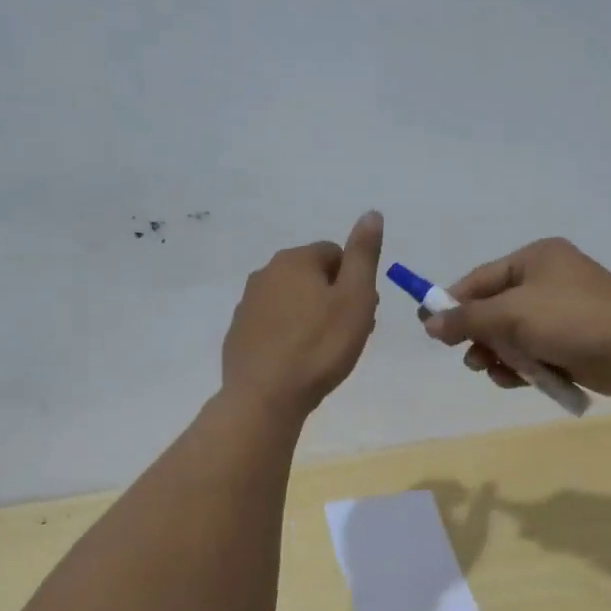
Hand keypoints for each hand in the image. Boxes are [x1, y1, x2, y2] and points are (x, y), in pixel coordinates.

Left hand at [222, 212, 383, 417]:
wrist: (265, 396)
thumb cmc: (320, 346)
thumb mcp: (355, 298)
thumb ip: (364, 255)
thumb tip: (371, 213)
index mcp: (295, 260)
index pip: (336, 254)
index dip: (354, 282)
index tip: (361, 313)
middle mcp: (266, 273)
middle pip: (312, 277)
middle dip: (333, 298)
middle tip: (346, 334)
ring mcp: (247, 304)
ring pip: (292, 301)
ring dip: (311, 317)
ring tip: (324, 351)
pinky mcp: (239, 333)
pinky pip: (273, 324)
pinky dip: (288, 335)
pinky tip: (298, 361)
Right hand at [422, 238, 610, 397]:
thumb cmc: (572, 319)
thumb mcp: (512, 314)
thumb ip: (467, 318)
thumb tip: (428, 322)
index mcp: (536, 258)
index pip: (480, 278)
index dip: (452, 303)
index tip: (429, 328)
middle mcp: (549, 280)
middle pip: (495, 309)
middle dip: (480, 336)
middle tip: (470, 358)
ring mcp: (563, 312)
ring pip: (513, 335)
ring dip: (499, 355)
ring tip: (495, 371)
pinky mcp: (574, 341)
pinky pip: (535, 352)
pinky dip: (523, 366)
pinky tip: (516, 381)